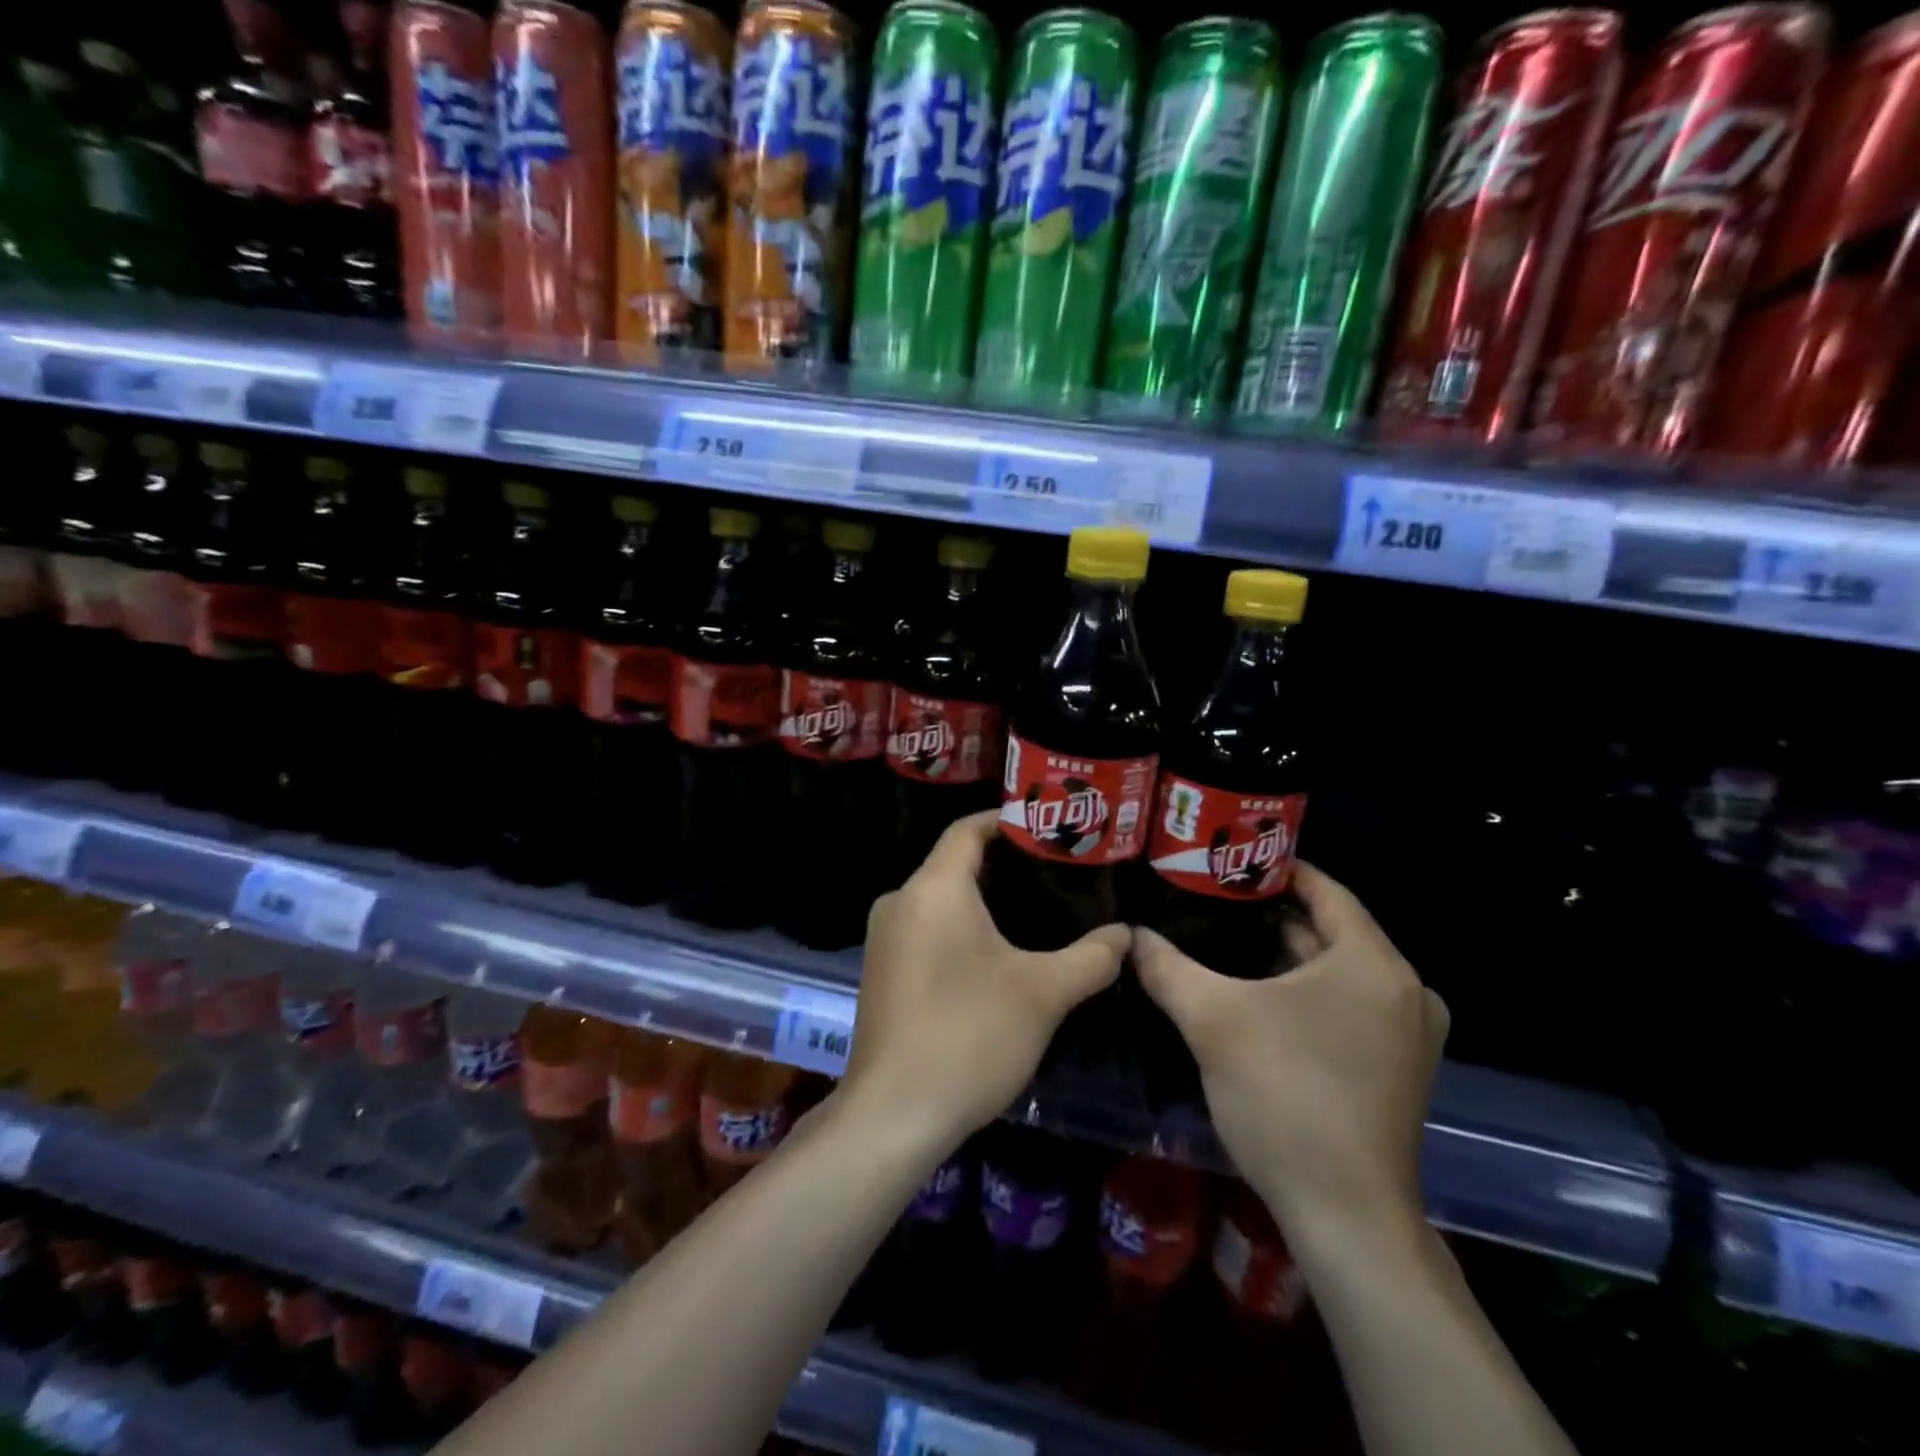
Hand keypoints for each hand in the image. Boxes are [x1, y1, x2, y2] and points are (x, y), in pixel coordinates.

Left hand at [843, 810, 1128, 1148]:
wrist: (893, 1115)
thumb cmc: (969, 1036)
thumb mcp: (1043, 994)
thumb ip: (1091, 957)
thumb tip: (1127, 935)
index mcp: (933, 888)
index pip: (968, 829)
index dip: (1007, 822)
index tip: (1048, 829)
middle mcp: (900, 901)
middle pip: (954, 863)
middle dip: (1003, 865)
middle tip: (1055, 874)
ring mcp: (884, 938)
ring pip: (939, 899)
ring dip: (982, 901)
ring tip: (1035, 912)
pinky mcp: (881, 971)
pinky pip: (925, 928)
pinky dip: (959, 928)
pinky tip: (994, 955)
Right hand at [1133, 863, 1446, 1237]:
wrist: (1345, 1216)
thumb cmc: (1286, 1097)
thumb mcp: (1213, 1020)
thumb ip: (1166, 966)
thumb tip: (1128, 934)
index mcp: (1373, 963)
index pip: (1324, 890)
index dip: (1274, 869)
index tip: (1226, 859)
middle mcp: (1403, 990)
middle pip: (1328, 931)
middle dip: (1269, 914)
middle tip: (1210, 899)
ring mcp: (1405, 1034)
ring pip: (1334, 972)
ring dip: (1283, 956)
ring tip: (1220, 938)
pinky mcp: (1394, 1068)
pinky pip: (1344, 1006)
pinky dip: (1302, 992)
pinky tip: (1252, 994)